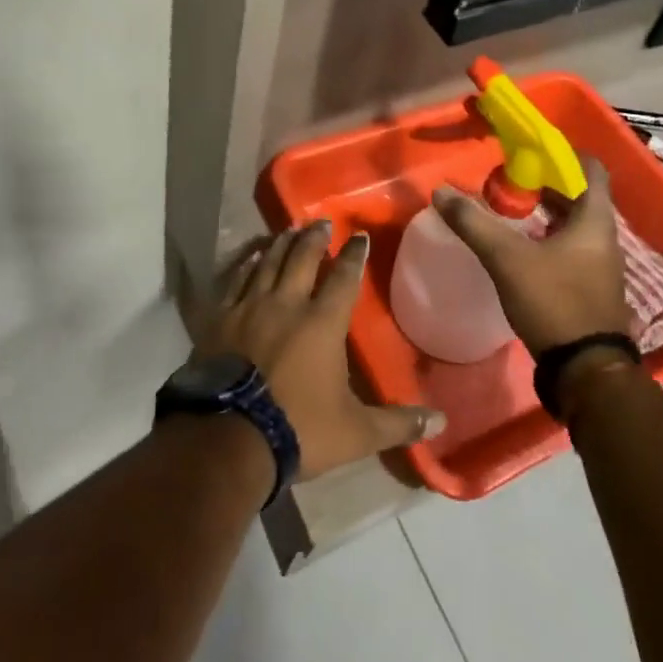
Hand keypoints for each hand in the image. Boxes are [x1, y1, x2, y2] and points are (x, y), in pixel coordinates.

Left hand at [192, 223, 446, 480]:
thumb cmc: (299, 429)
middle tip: (321, 222)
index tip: (359, 236)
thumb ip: (398, 423)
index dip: (353, 256)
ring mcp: (250, 308)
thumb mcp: (356, 432)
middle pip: (302, 259)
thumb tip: (441, 422)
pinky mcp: (221, 319)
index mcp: (322, 323)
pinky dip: (247, 266)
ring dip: (281, 244)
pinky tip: (252, 258)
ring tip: (289, 230)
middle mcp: (287, 304)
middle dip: (314, 238)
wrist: (230, 438)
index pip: (343, 278)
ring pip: (268, 263)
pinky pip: (237, 281)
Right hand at [432, 156, 630, 354]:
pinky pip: (571, 246)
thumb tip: (440, 192)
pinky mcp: (591, 286)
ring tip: (511, 206)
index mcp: (595, 221)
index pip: (591, 169)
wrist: (585, 371)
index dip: (564, 153)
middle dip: (546, 182)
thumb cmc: (554, 302)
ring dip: (546, 210)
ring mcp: (600, 264)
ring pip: (574, 223)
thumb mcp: (507, 259)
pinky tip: (522, 244)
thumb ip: (474, 223)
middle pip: (580, 195)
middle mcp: (604, 238)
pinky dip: (548, 235)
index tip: (531, 149)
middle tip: (511, 177)